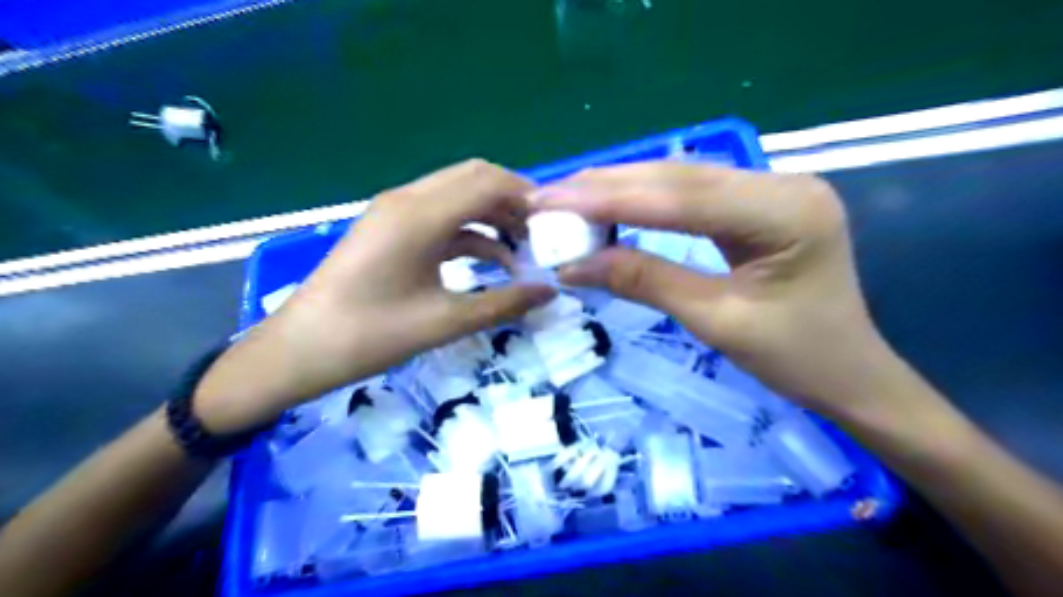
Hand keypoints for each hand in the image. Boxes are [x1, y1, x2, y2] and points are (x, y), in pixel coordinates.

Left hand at [192, 158, 557, 432]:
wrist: (300, 350)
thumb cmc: (371, 336)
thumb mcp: (445, 321)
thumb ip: (504, 303)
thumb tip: (550, 292)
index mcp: (420, 215)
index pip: (488, 181)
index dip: (527, 196)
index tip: (556, 224)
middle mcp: (408, 200)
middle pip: (473, 178)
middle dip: (513, 202)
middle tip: (542, 235)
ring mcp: (396, 212)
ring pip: (458, 195)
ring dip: (493, 215)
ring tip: (523, 251)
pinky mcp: (391, 228)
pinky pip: (441, 216)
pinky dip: (470, 230)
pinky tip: (492, 259)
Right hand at [531, 161, 894, 418]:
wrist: (851, 374)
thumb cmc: (796, 359)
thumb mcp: (716, 321)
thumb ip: (645, 281)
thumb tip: (574, 265)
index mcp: (785, 211)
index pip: (680, 197)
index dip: (608, 200)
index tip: (549, 204)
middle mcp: (781, 183)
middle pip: (678, 176)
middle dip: (606, 187)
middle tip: (547, 198)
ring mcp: (772, 188)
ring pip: (681, 179)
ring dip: (621, 189)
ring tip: (566, 199)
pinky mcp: (759, 203)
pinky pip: (692, 194)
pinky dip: (645, 200)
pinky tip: (611, 203)